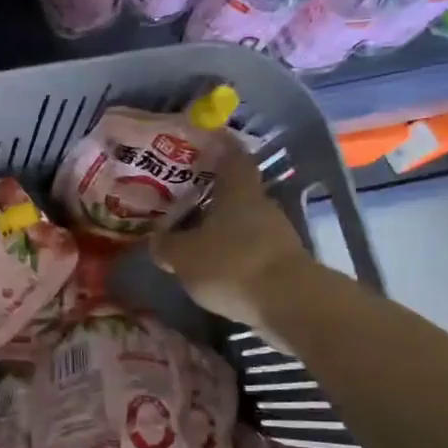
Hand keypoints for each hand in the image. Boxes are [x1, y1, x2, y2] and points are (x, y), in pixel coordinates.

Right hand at [151, 137, 312, 327]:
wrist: (290, 304)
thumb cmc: (231, 265)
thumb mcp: (184, 256)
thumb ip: (167, 245)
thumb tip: (157, 240)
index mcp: (237, 191)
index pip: (231, 155)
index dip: (218, 146)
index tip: (202, 144)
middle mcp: (261, 205)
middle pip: (237, 192)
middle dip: (213, 196)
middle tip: (184, 200)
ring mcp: (279, 234)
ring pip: (245, 222)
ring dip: (224, 228)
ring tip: (196, 238)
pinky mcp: (285, 261)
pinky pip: (254, 249)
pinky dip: (236, 253)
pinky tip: (217, 267)